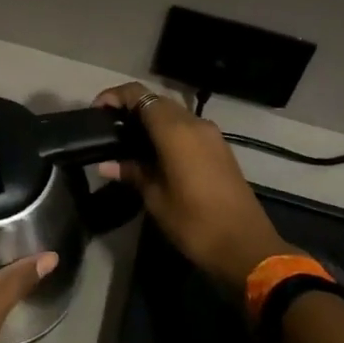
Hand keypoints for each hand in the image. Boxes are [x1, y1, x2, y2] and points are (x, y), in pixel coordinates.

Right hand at [95, 83, 287, 291]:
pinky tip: (154, 154)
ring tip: (128, 143)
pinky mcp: (219, 148)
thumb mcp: (156, 198)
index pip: (139, 94)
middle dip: (131, 108)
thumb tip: (106, 164)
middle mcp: (194, 123)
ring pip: (173, 113)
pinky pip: (187, 127)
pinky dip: (167, 131)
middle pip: (156, 101)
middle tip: (110, 130)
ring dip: (150, 120)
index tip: (97, 113)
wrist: (246, 247)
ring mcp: (211, 134)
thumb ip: (131, 172)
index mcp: (175, 130)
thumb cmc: (195, 222)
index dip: (114, 96)